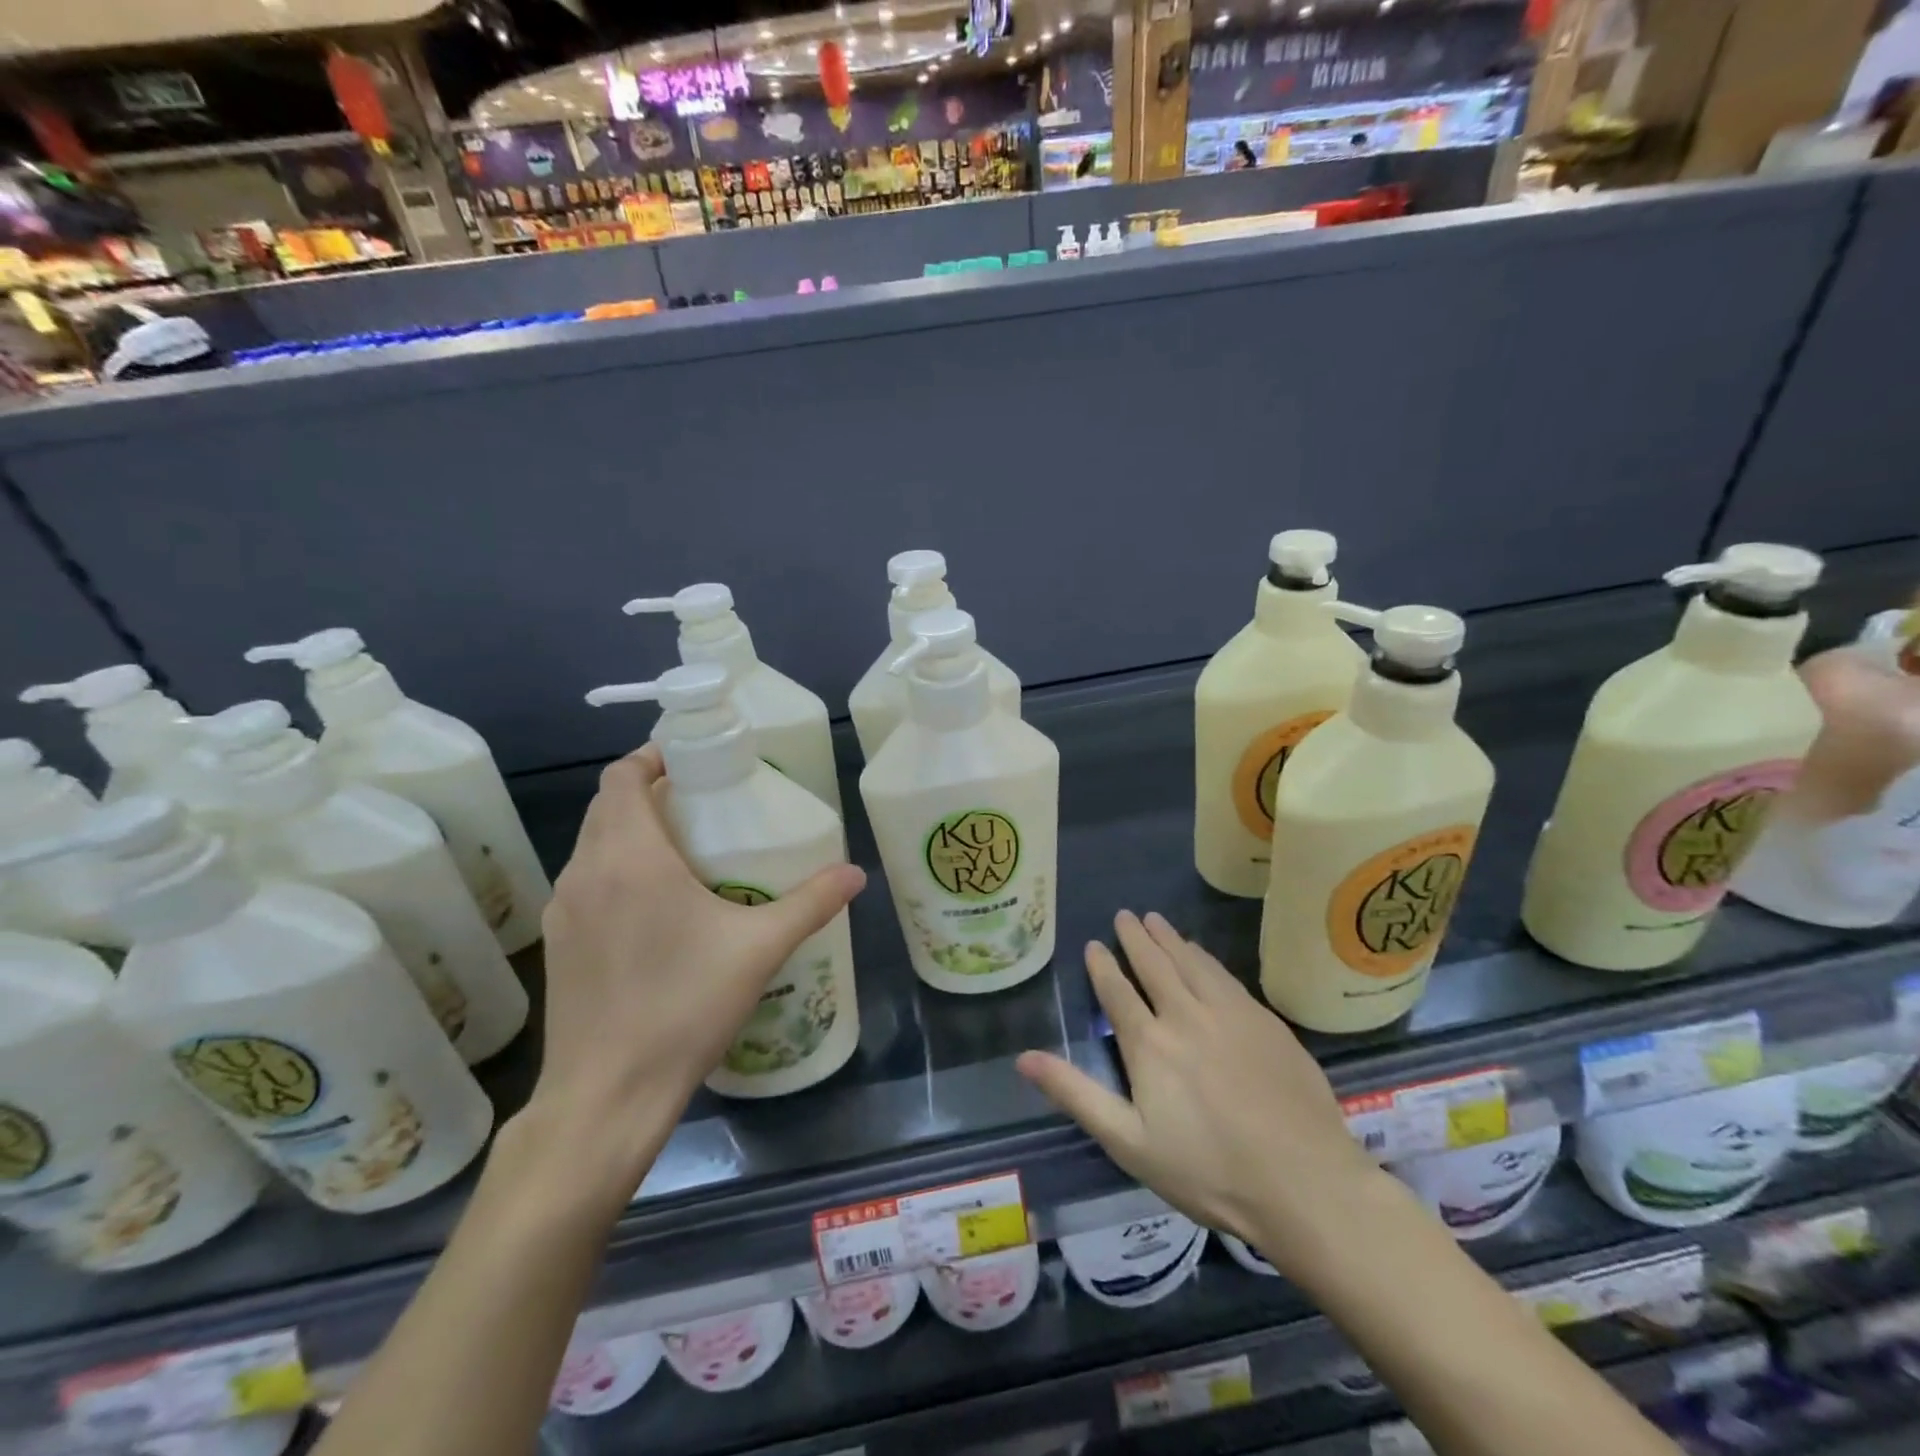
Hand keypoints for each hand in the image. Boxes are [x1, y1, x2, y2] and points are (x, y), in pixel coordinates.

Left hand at [526, 747, 865, 1177]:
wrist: (607, 1095)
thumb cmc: (684, 1007)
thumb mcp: (760, 949)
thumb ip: (811, 903)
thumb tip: (856, 874)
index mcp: (630, 856)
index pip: (622, 777)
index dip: (653, 757)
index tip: (694, 760)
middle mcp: (586, 871)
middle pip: (608, 806)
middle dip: (650, 792)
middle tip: (704, 802)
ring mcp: (564, 909)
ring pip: (594, 844)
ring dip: (631, 831)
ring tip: (685, 849)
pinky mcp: (557, 943)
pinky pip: (587, 881)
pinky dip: (617, 869)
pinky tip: (656, 906)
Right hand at [1018, 911, 1380, 1273]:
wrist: (1305, 1183)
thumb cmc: (1209, 1171)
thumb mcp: (1129, 1143)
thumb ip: (1076, 1094)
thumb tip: (1024, 1057)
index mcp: (1150, 1043)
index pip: (1118, 992)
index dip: (1103, 966)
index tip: (1093, 945)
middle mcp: (1186, 1014)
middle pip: (1155, 964)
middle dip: (1136, 938)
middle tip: (1124, 915)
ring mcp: (1230, 1013)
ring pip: (1191, 962)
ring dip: (1170, 938)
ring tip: (1155, 920)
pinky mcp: (1265, 1021)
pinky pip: (1225, 975)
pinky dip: (1205, 957)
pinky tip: (1201, 953)